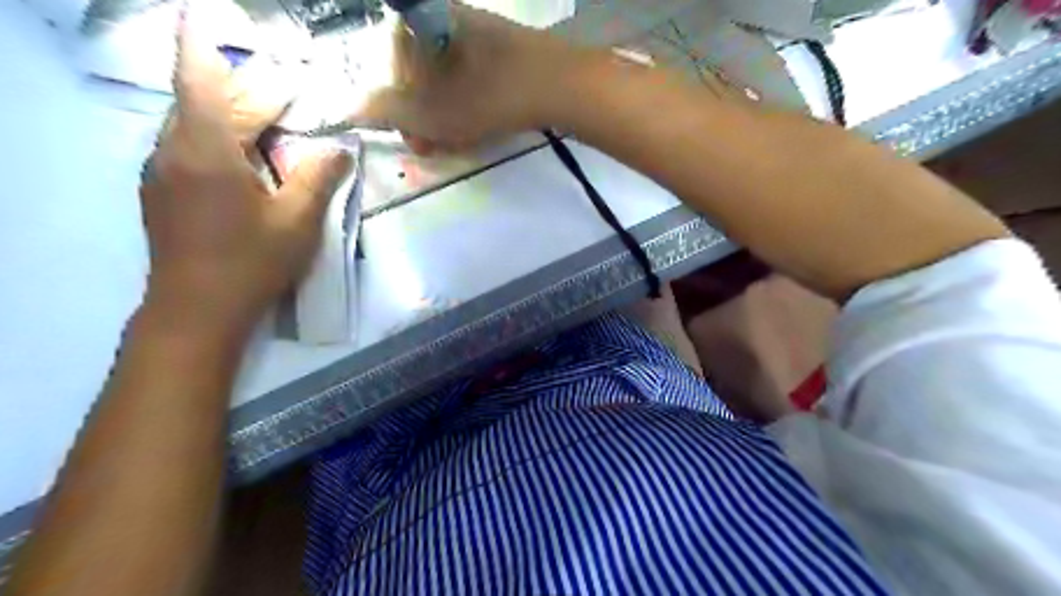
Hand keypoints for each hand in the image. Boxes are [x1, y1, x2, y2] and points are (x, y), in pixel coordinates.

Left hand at [137, 16, 353, 337]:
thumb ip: (318, 178)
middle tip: (286, 95)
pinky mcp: (162, 193)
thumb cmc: (250, 262)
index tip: (206, 14)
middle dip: (245, 93)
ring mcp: (161, 172)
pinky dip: (219, 142)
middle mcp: (172, 150)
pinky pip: (189, 150)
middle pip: (204, 102)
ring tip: (272, 129)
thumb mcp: (296, 220)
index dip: (203, 42)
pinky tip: (247, 164)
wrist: (197, 310)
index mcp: (205, 149)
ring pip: (195, 127)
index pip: (200, 78)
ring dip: (233, 120)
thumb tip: (339, 149)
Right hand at [355, 2, 577, 151]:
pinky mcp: (502, 47)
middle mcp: (443, 18)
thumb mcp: (432, 112)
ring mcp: (476, 31)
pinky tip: (483, 125)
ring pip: (447, 81)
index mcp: (418, 23)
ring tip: (465, 140)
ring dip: (449, 116)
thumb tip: (348, 109)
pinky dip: (471, 104)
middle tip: (440, 148)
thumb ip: (386, 111)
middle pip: (420, 79)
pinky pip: (472, 77)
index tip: (419, 144)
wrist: (559, 84)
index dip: (402, 115)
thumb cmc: (488, 96)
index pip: (392, 75)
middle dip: (427, 119)